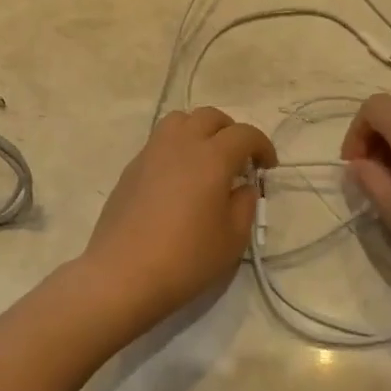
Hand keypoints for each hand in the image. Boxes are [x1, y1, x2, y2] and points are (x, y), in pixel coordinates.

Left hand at [84, 108, 276, 326]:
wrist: (123, 274)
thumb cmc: (186, 259)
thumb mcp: (232, 238)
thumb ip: (245, 204)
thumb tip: (242, 186)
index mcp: (211, 157)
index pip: (244, 134)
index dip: (262, 146)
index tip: (267, 167)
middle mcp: (180, 144)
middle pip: (210, 117)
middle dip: (230, 132)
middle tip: (238, 159)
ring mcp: (150, 153)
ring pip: (179, 121)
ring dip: (199, 131)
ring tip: (206, 159)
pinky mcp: (131, 168)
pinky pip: (159, 142)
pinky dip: (176, 148)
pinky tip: (178, 179)